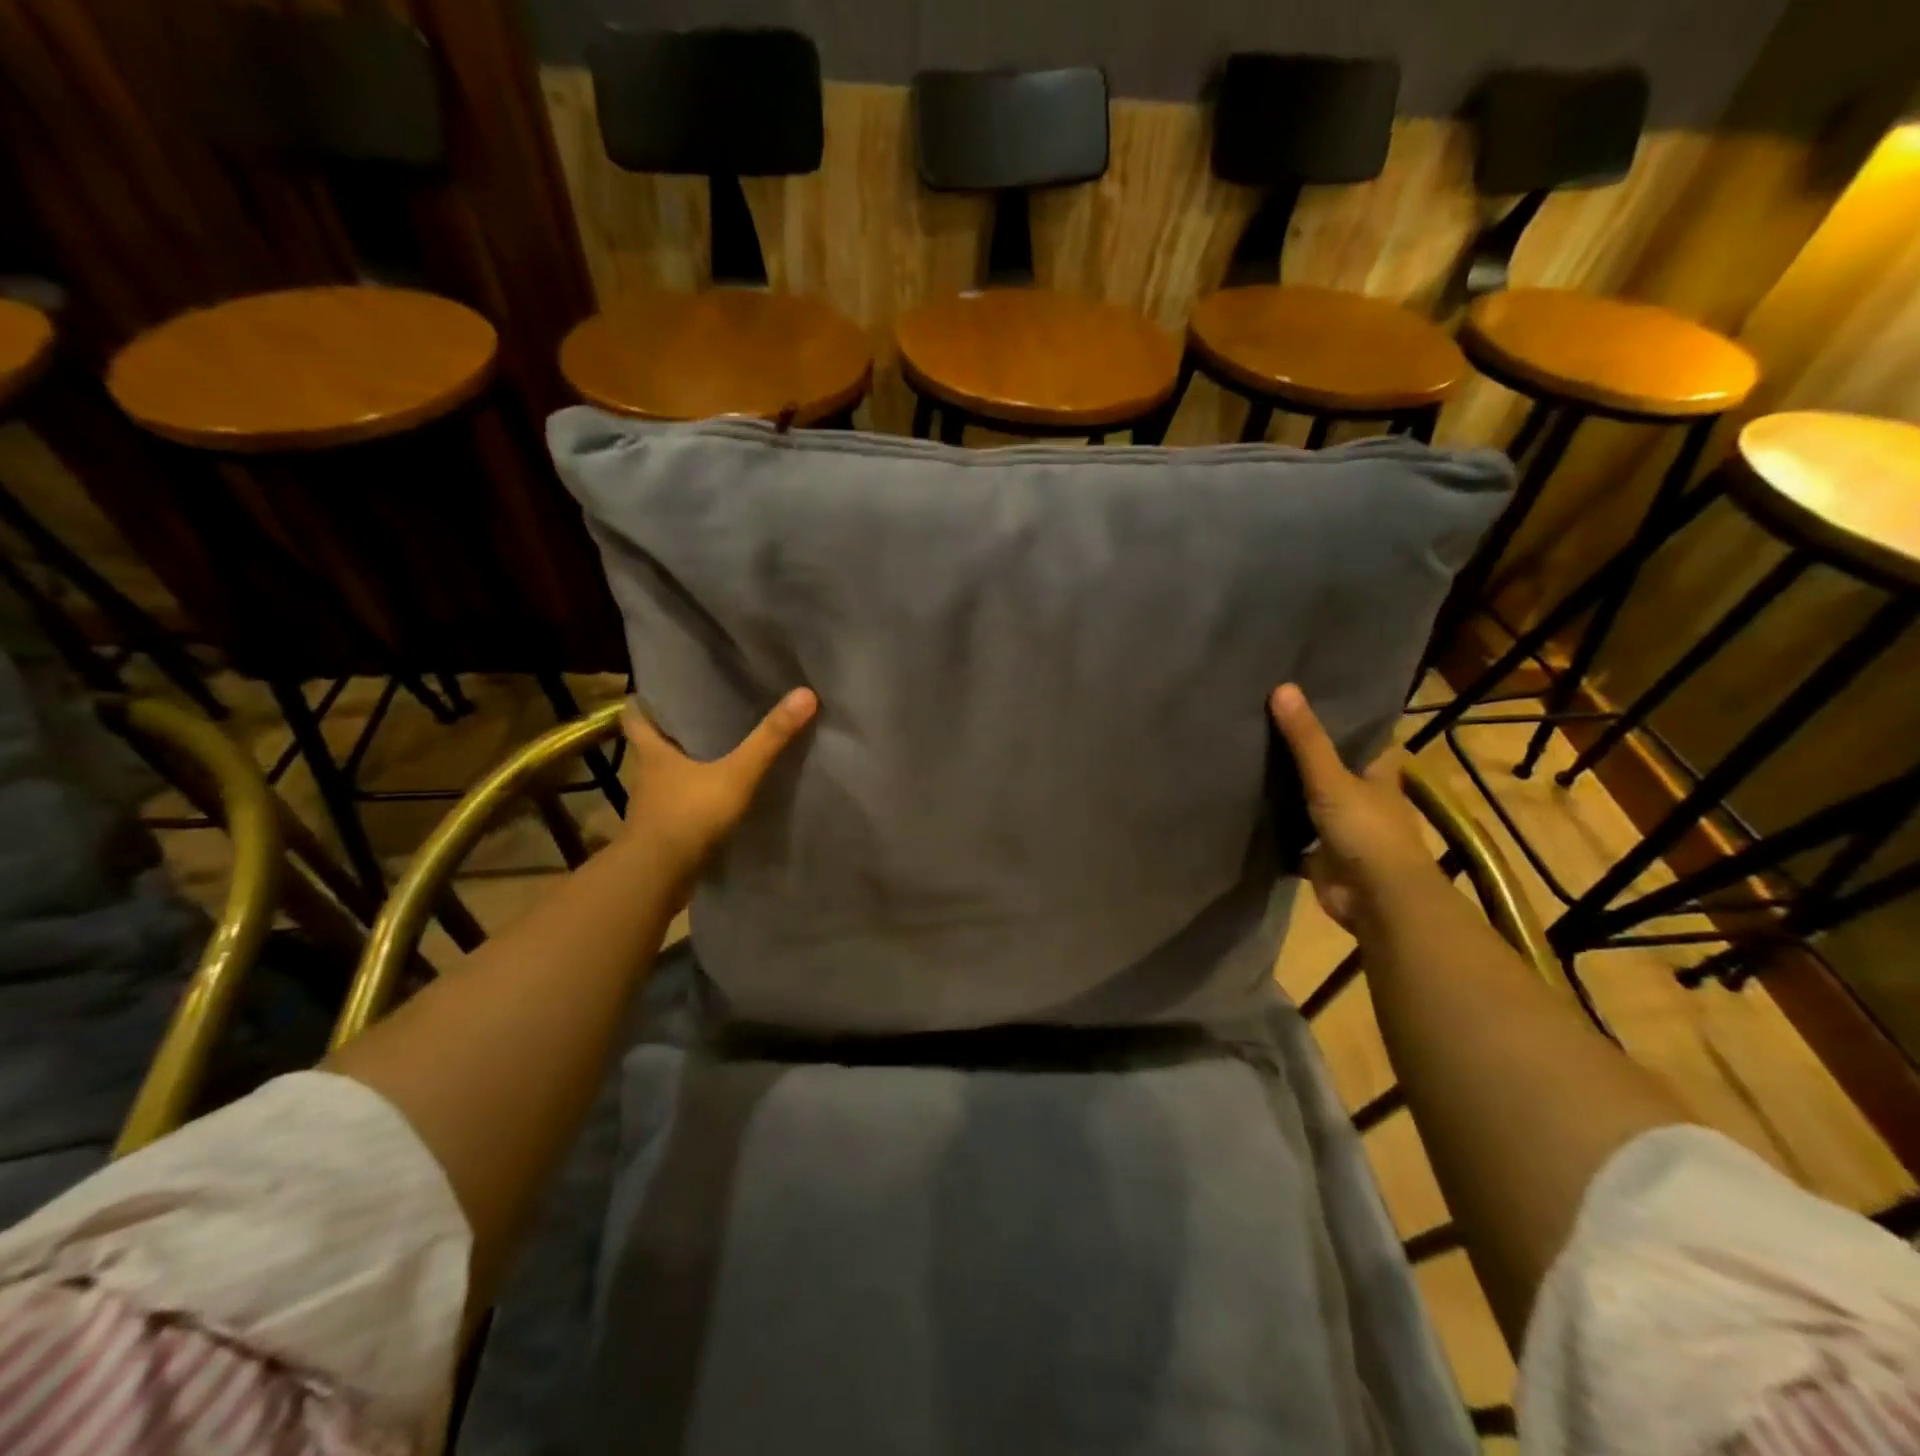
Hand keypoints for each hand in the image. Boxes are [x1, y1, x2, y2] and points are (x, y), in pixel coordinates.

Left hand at [620, 688, 817, 891]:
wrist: (657, 878)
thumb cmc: (688, 816)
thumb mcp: (736, 774)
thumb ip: (769, 739)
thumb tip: (804, 693)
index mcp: (653, 753)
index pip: (636, 717)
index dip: (645, 702)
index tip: (661, 692)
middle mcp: (647, 777)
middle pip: (652, 746)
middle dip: (672, 733)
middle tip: (702, 717)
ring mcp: (653, 808)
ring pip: (665, 779)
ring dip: (683, 770)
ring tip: (715, 757)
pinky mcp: (663, 834)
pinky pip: (679, 808)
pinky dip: (692, 802)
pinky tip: (716, 800)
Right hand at [1269, 683, 1445, 933]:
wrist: (1377, 900)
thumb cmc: (1367, 831)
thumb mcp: (1331, 778)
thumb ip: (1305, 739)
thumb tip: (1282, 687)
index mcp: (1378, 773)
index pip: (1363, 736)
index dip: (1341, 718)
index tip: (1309, 695)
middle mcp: (1363, 796)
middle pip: (1332, 767)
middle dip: (1304, 752)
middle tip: (1262, 722)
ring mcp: (1342, 828)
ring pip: (1310, 801)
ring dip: (1287, 790)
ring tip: (1246, 757)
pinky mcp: (1321, 855)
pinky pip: (1293, 837)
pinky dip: (1274, 828)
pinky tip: (1244, 809)